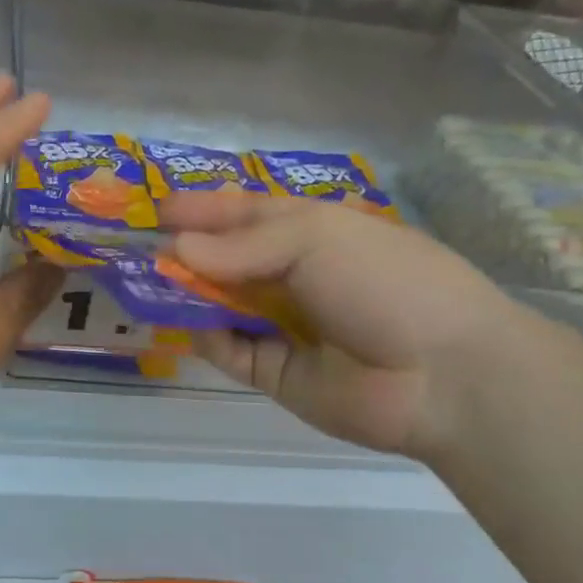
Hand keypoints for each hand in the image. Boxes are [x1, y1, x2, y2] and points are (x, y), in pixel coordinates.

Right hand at [162, 189, 527, 460]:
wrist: (444, 374)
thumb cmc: (383, 282)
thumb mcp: (314, 239)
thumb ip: (241, 246)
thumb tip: (176, 249)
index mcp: (311, 231)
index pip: (246, 213)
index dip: (204, 208)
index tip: (159, 208)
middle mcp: (294, 275)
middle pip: (227, 259)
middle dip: (185, 252)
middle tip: (138, 248)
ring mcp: (284, 326)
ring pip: (222, 305)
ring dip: (187, 294)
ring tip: (145, 284)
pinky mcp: (276, 373)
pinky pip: (230, 352)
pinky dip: (206, 338)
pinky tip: (187, 324)